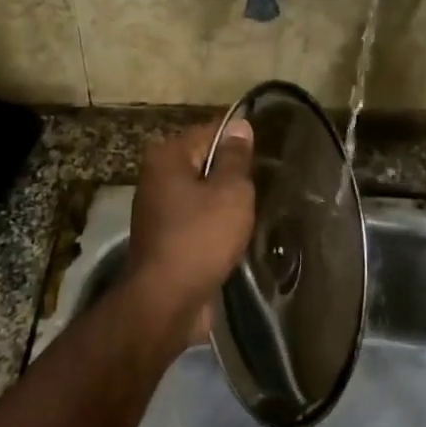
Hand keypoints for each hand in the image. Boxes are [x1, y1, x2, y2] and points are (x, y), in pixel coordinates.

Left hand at [123, 118, 255, 345]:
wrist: (166, 302)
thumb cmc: (200, 238)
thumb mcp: (230, 192)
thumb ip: (236, 157)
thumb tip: (239, 125)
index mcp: (168, 157)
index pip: (210, 131)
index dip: (240, 138)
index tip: (269, 150)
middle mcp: (157, 177)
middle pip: (204, 161)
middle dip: (233, 171)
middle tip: (267, 180)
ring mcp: (158, 210)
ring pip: (201, 192)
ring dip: (225, 200)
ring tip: (257, 207)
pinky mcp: (165, 238)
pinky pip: (196, 218)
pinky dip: (215, 223)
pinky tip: (236, 232)